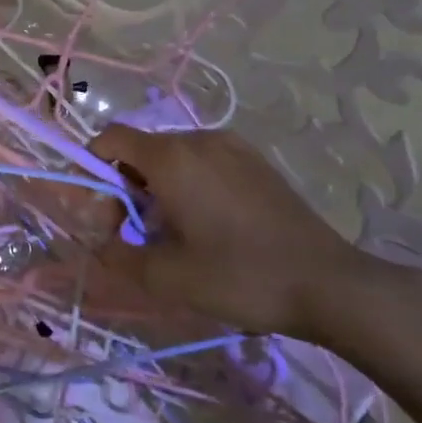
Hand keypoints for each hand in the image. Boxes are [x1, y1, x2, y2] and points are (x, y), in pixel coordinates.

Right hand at [89, 126, 383, 343]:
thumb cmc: (239, 276)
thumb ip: (117, 255)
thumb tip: (99, 242)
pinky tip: (212, 226)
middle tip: (139, 234)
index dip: (93, 167)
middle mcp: (199, 139)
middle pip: (142, 149)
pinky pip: (205, 161)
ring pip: (174, 156)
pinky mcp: (256, 161)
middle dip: (127, 186)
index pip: (111, 138)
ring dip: (160, 187)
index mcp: (171, 158)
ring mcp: (232, 146)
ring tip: (177, 234)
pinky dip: (190, 184)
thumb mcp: (167, 277)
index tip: (103, 212)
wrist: (328, 284)